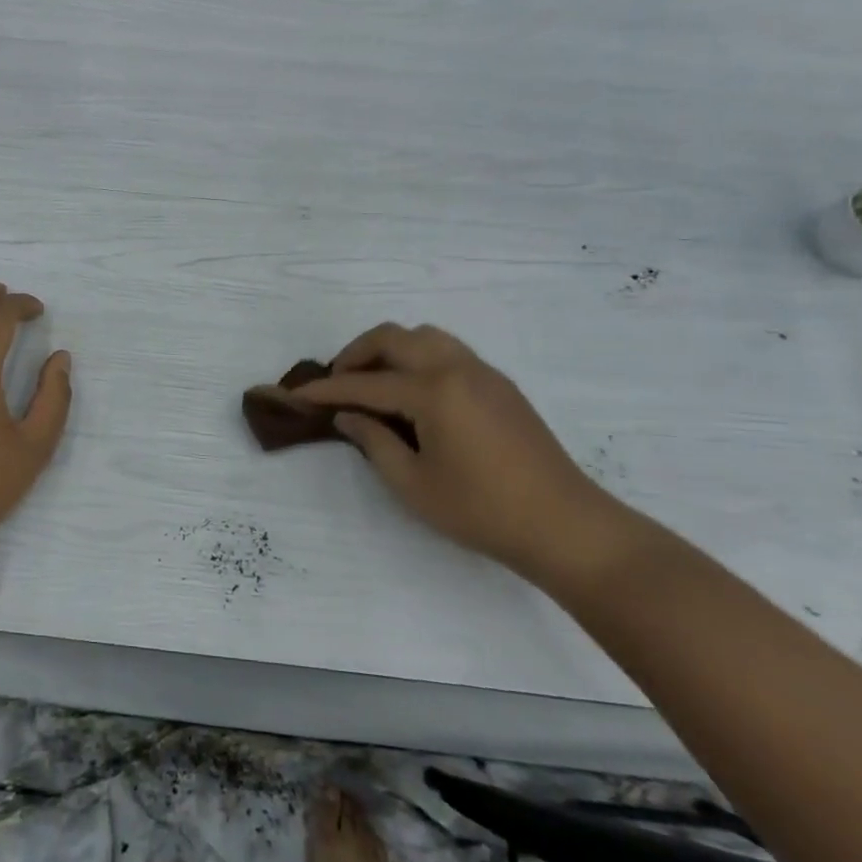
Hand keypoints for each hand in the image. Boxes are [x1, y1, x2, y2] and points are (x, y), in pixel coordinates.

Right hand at [291, 323, 626, 580]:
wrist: (564, 525)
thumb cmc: (482, 510)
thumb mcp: (414, 484)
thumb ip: (374, 442)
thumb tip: (348, 416)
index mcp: (433, 391)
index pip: (366, 383)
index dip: (327, 390)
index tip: (297, 393)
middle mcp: (456, 367)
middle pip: (394, 337)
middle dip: (356, 353)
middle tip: (336, 382)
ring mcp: (483, 372)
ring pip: (424, 336)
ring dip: (390, 349)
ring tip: (373, 382)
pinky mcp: (499, 385)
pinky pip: (447, 350)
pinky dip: (418, 357)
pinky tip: (412, 393)